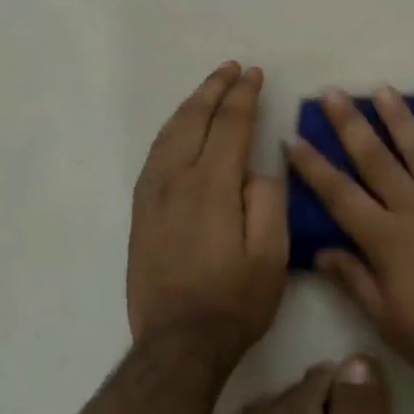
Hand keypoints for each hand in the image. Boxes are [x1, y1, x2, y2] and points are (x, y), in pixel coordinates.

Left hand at [128, 62, 286, 357]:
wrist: (178, 344)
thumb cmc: (235, 301)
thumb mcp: (272, 255)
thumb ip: (268, 200)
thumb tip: (254, 170)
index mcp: (211, 186)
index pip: (229, 125)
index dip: (243, 96)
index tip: (255, 74)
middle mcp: (175, 180)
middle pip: (194, 120)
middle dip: (214, 89)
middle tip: (232, 69)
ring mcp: (152, 195)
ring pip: (169, 134)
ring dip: (191, 105)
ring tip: (208, 88)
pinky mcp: (140, 212)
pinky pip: (155, 155)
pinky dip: (171, 130)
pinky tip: (180, 128)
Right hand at [285, 88, 413, 388]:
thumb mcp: (388, 322)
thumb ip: (354, 281)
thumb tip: (320, 251)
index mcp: (387, 239)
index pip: (340, 195)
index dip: (314, 166)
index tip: (294, 138)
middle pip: (377, 160)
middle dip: (351, 125)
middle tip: (333, 93)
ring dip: (400, 119)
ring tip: (383, 90)